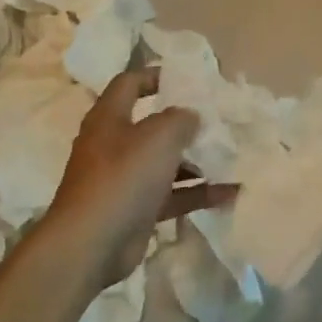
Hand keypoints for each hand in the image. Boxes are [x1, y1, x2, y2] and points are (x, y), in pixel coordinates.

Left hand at [40, 69, 232, 288]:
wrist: (90, 245)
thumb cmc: (122, 177)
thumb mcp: (158, 137)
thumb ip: (180, 119)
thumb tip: (190, 115)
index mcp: (110, 118)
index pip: (129, 83)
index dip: (155, 76)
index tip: (187, 79)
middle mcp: (114, 145)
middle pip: (152, 125)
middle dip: (185, 123)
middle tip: (219, 119)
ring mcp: (124, 179)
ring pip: (165, 162)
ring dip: (196, 160)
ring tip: (232, 156)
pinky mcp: (136, 210)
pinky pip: (172, 195)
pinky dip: (197, 192)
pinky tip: (230, 193)